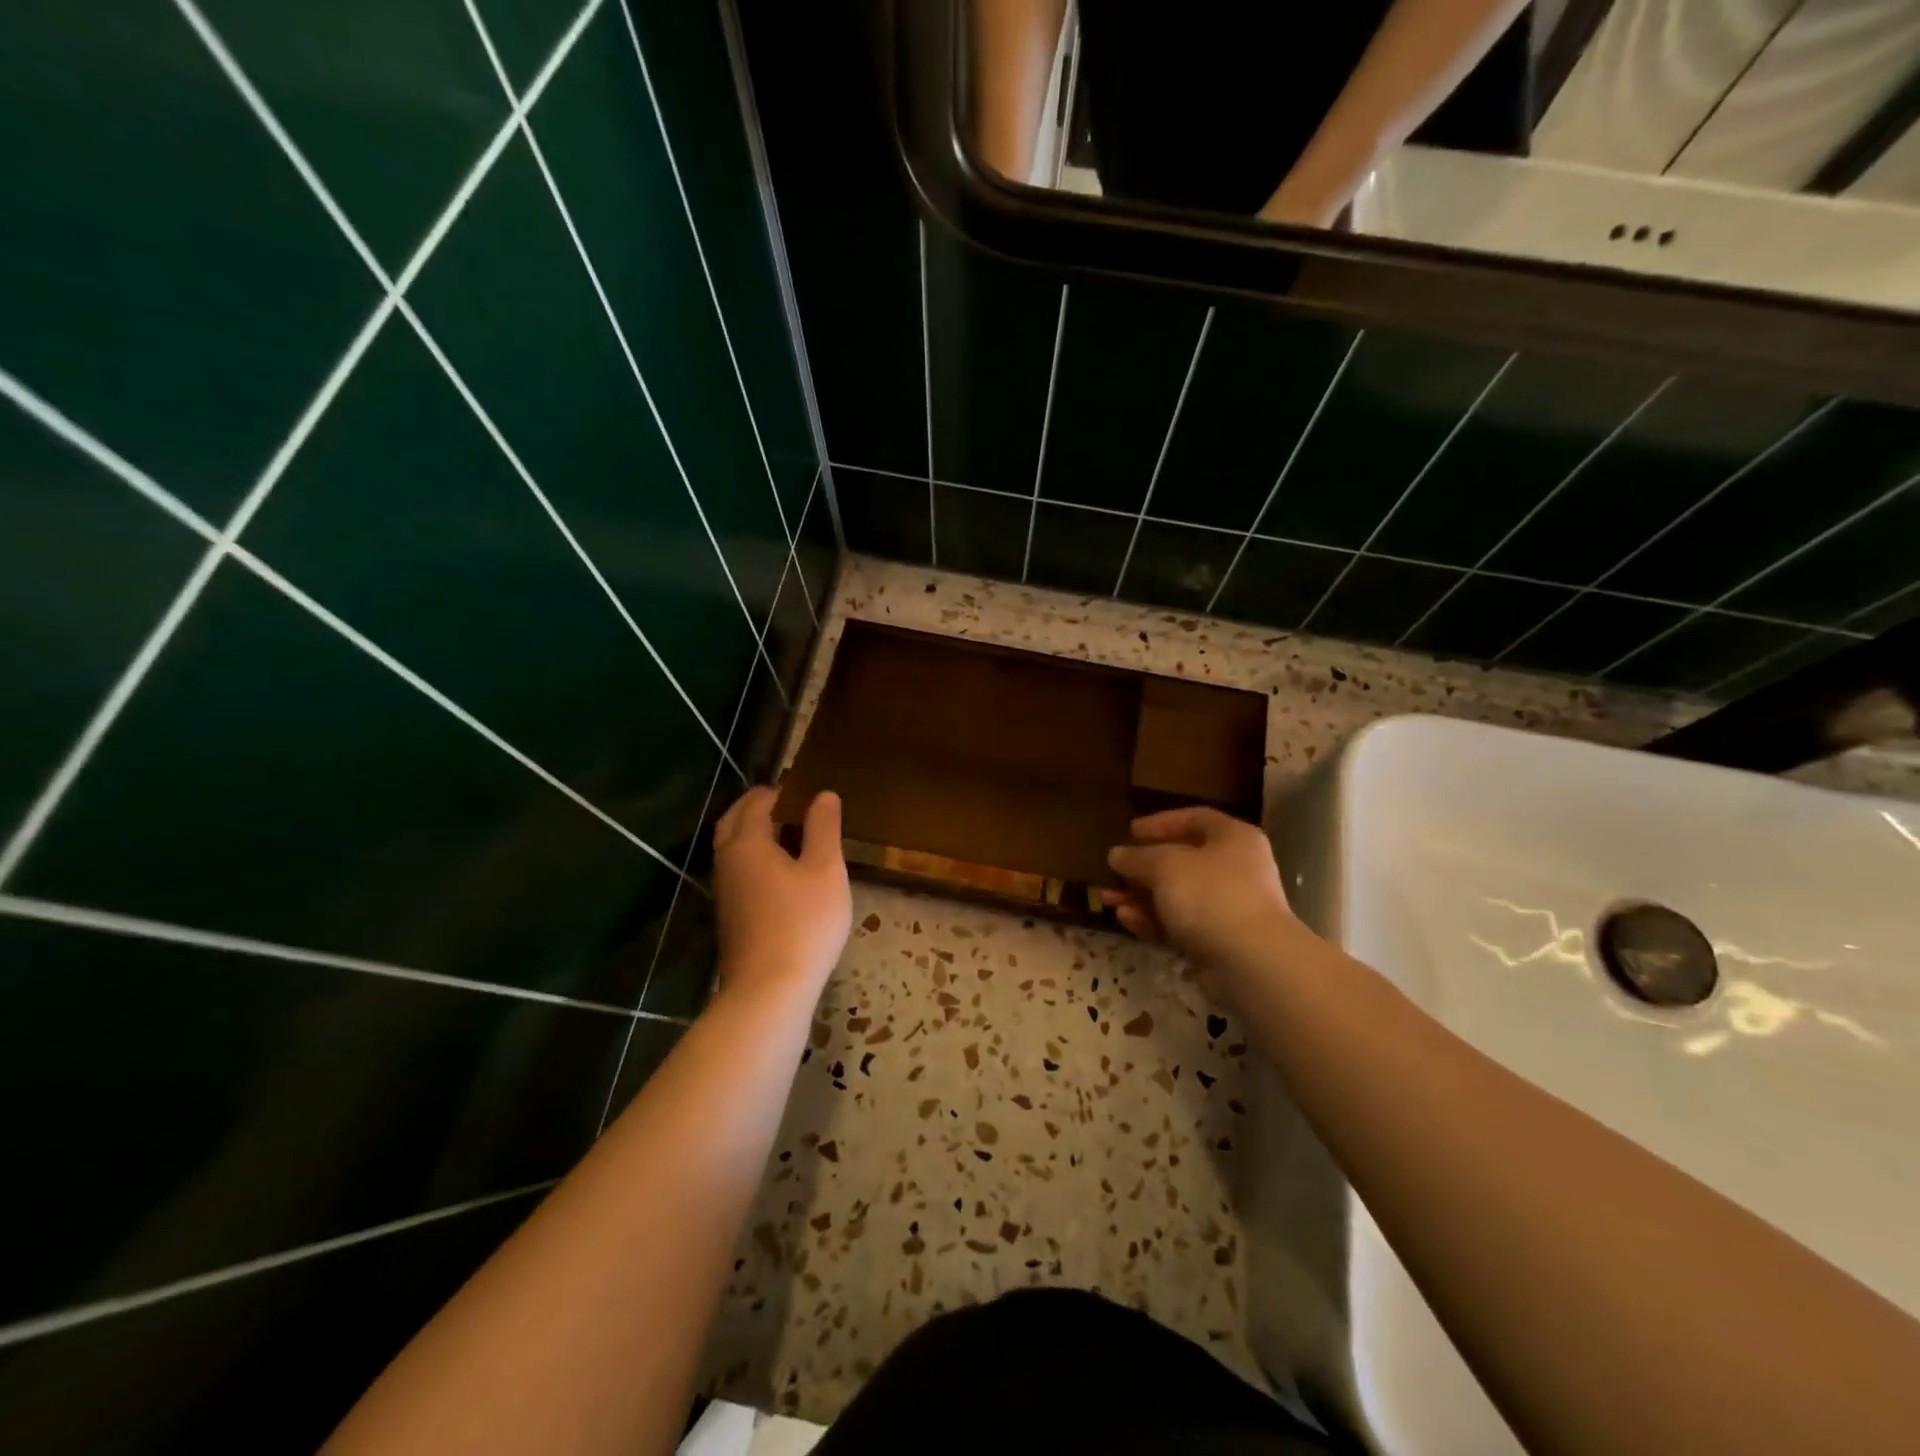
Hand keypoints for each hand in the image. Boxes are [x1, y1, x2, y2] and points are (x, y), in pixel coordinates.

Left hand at [711, 787, 850, 1004]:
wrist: (769, 990)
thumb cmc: (803, 922)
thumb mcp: (825, 869)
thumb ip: (823, 827)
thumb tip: (823, 794)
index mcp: (746, 842)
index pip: (757, 801)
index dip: (782, 791)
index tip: (808, 792)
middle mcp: (727, 860)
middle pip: (735, 820)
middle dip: (760, 807)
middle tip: (793, 806)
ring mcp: (725, 890)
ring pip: (733, 847)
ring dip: (755, 833)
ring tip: (792, 836)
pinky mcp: (730, 915)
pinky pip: (738, 870)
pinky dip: (755, 858)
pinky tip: (782, 873)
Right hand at [1105, 807, 1296, 991]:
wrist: (1250, 961)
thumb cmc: (1210, 894)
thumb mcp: (1165, 865)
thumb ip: (1137, 857)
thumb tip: (1117, 854)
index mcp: (1233, 839)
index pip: (1194, 819)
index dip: (1161, 822)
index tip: (1130, 831)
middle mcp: (1235, 869)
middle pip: (1182, 860)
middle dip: (1142, 867)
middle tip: (1113, 871)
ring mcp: (1227, 907)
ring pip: (1176, 895)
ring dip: (1140, 896)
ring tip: (1107, 899)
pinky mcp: (1217, 940)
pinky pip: (1179, 923)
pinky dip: (1152, 920)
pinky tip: (1125, 919)